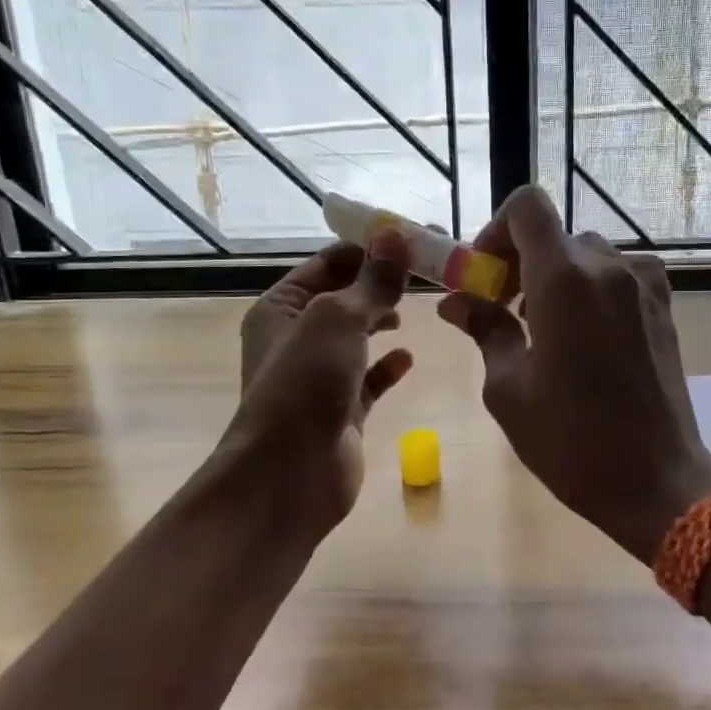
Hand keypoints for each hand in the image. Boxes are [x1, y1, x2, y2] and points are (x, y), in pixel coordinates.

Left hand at [222, 232, 413, 535]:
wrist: (288, 474)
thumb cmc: (305, 384)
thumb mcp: (338, 319)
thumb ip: (372, 281)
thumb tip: (396, 235)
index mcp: (281, 307)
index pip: (329, 263)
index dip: (370, 248)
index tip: (415, 238)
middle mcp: (296, 338)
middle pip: (345, 297)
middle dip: (382, 283)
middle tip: (429, 270)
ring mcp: (318, 376)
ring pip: (357, 337)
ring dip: (383, 319)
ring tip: (417, 307)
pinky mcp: (342, 410)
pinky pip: (368, 378)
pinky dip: (387, 366)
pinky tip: (408, 358)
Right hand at [438, 186, 710, 561]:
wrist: (656, 479)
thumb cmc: (570, 439)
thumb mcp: (508, 389)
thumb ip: (485, 330)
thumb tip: (458, 302)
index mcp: (565, 280)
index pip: (527, 206)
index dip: (496, 230)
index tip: (485, 275)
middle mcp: (608, 267)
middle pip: (555, 234)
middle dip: (521, 261)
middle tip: (503, 310)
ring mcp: (643, 285)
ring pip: (588, 254)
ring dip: (557, 276)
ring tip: (543, 328)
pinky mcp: (664, 307)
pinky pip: (620, 275)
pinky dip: (593, 287)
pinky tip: (586, 334)